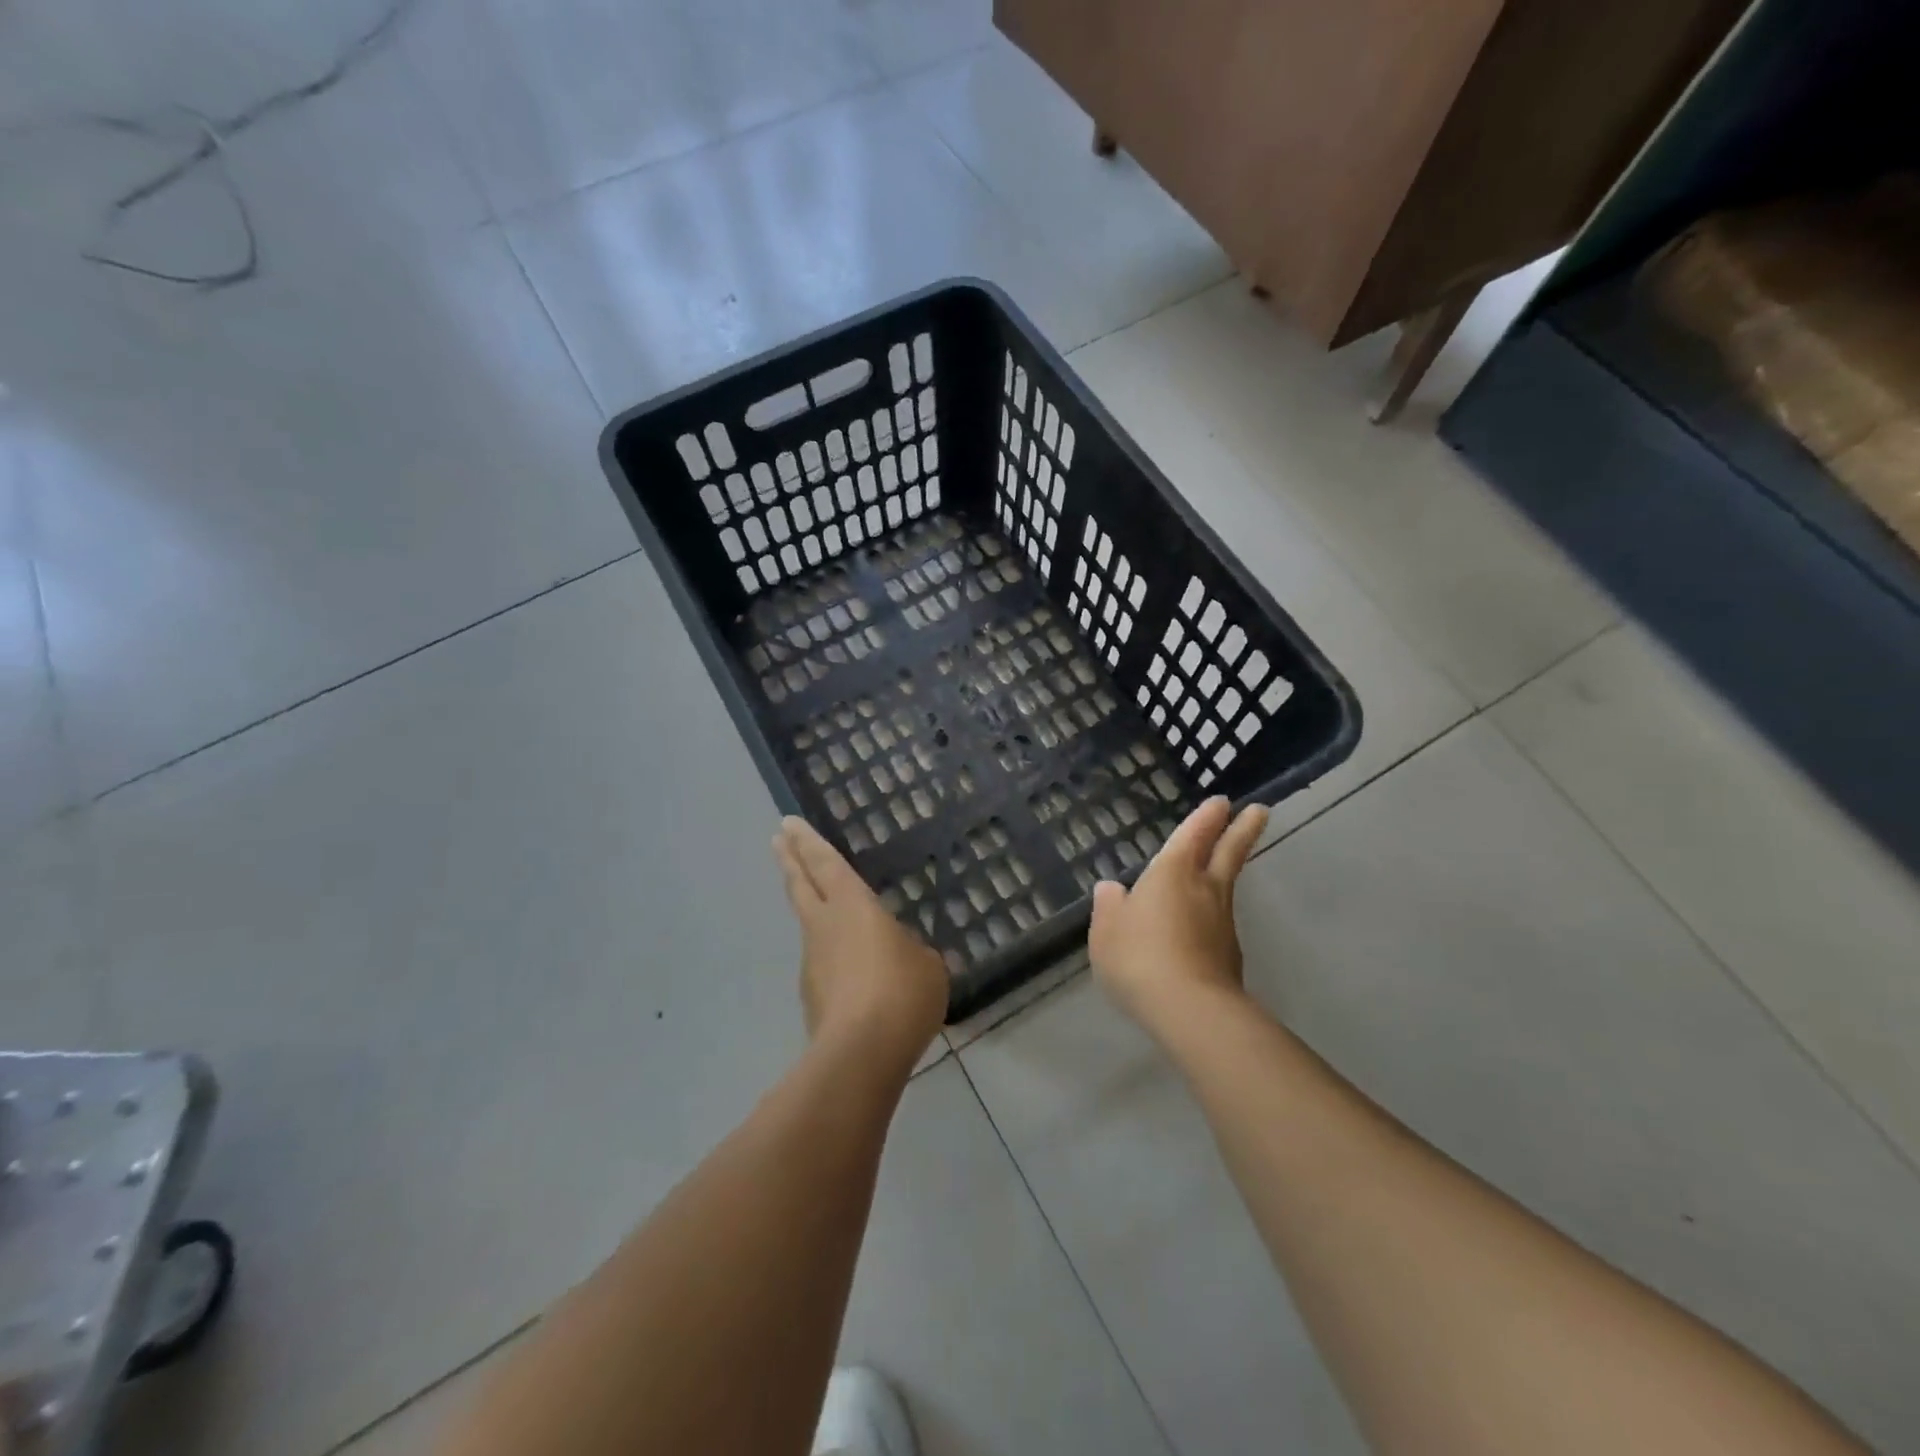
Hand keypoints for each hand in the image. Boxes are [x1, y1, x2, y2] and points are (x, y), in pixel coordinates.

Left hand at [773, 816, 948, 1068]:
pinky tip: (850, 970)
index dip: (808, 841)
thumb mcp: (927, 965)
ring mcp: (812, 962)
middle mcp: (825, 926)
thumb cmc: (901, 992)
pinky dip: (831, 955)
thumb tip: (903, 954)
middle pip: (801, 885)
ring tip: (827, 909)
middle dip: (790, 860)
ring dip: (810, 909)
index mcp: (853, 906)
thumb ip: (912, 950)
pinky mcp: (812, 997)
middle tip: (778, 840)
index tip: (788, 823)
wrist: (861, 1053)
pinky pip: (823, 964)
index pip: (826, 863)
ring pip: (809, 925)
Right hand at [1089, 796, 1268, 1035]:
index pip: (1194, 834)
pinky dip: (1211, 915)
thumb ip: (1109, 906)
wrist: (1190, 1010)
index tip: (1222, 802)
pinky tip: (1196, 928)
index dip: (1207, 817)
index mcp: (1172, 872)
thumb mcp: (1107, 930)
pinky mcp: (1229, 955)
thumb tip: (1112, 888)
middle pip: (1229, 852)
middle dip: (1242, 829)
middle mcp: (1204, 889)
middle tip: (1260, 810)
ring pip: (1225, 887)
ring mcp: (1222, 923)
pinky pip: (1217, 923)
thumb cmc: (1140, 957)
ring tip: (1217, 868)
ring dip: (1226, 872)